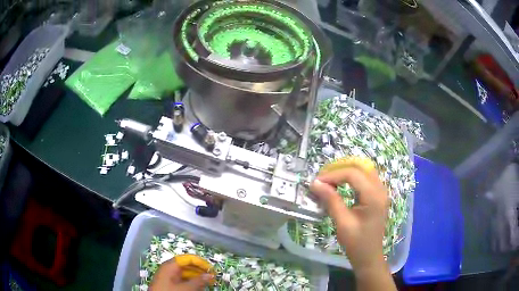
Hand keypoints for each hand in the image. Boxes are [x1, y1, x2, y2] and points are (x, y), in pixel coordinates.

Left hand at [150, 259, 212, 290]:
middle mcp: (168, 269)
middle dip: (200, 271)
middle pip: (186, 265)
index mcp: (170, 266)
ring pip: (185, 274)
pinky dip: (191, 283)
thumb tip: (210, 275)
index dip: (200, 262)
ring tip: (207, 284)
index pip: (187, 258)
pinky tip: (198, 288)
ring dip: (196, 278)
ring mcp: (168, 277)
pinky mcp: (169, 284)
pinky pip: (182, 280)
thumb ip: (198, 281)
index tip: (211, 270)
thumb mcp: (185, 288)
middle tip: (211, 278)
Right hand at [310, 167, 388, 272]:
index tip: (316, 183)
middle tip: (322, 179)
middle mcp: (380, 189)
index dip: (333, 175)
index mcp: (374, 196)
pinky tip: (341, 185)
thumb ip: (331, 201)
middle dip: (339, 170)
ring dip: (346, 172)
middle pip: (360, 168)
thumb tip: (315, 184)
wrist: (369, 256)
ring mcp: (381, 192)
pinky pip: (365, 179)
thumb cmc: (356, 243)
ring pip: (363, 171)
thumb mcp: (342, 223)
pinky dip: (352, 178)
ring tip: (329, 181)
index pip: (353, 174)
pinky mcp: (378, 196)